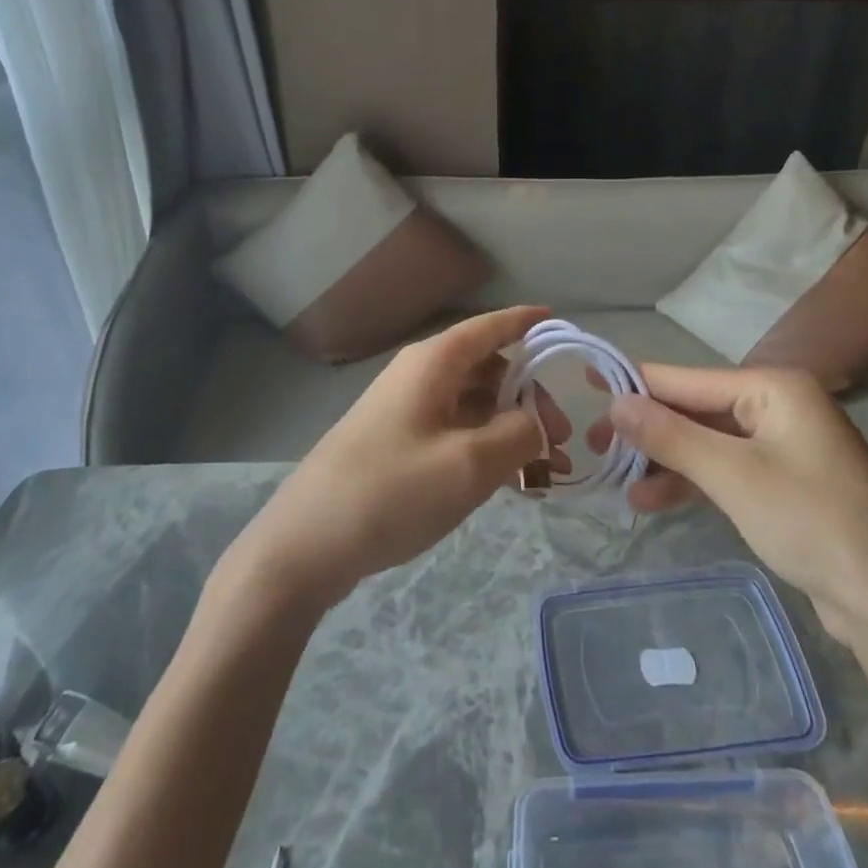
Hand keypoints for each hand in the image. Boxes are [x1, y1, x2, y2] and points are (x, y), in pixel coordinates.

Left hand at [223, 307, 568, 611]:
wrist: (305, 544)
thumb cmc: (391, 491)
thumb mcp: (469, 464)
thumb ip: (518, 435)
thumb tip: (537, 421)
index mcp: (433, 362)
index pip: (490, 326)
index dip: (526, 323)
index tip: (560, 324)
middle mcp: (419, 376)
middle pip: (487, 369)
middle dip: (529, 397)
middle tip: (562, 440)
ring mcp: (405, 410)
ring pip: (472, 404)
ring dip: (510, 429)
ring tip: (544, 473)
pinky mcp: (397, 443)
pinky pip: (453, 432)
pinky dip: (484, 448)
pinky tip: (508, 484)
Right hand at [591, 364, 867, 646]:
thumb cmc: (813, 523)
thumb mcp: (732, 476)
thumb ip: (670, 434)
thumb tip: (614, 401)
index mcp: (773, 387)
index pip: (686, 378)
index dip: (634, 383)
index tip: (585, 384)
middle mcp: (778, 405)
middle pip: (695, 409)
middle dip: (646, 429)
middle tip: (594, 447)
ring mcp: (783, 445)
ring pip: (706, 442)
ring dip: (664, 460)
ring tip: (617, 482)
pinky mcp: (784, 483)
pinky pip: (725, 469)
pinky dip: (690, 481)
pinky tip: (651, 499)